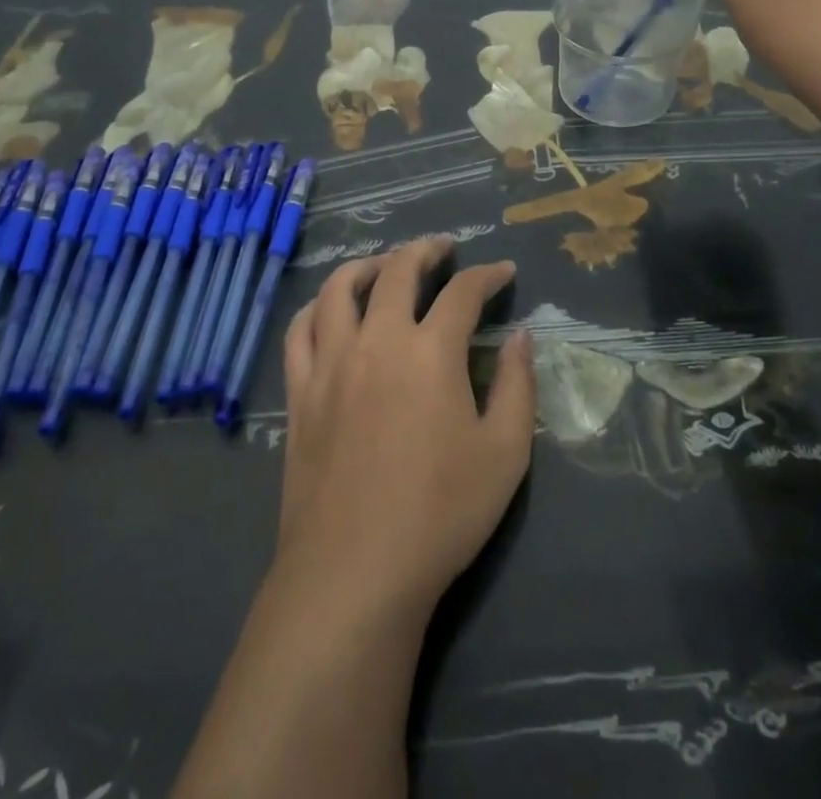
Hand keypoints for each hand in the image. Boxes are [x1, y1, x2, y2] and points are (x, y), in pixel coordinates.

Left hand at [274, 239, 536, 617]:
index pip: (463, 293)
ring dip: (367, 265)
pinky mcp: (300, 392)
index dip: (487, 275)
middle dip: (426, 251)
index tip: (503, 272)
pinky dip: (317, 306)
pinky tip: (330, 309)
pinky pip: (300, 330)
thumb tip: (520, 337)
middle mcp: (378, 340)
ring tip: (385, 266)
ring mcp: (331, 363)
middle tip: (443, 249)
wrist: (355, 571)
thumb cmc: (441, 513)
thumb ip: (517, 385)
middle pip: (398, 271)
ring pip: (340, 288)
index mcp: (431, 351)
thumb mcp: (505, 453)